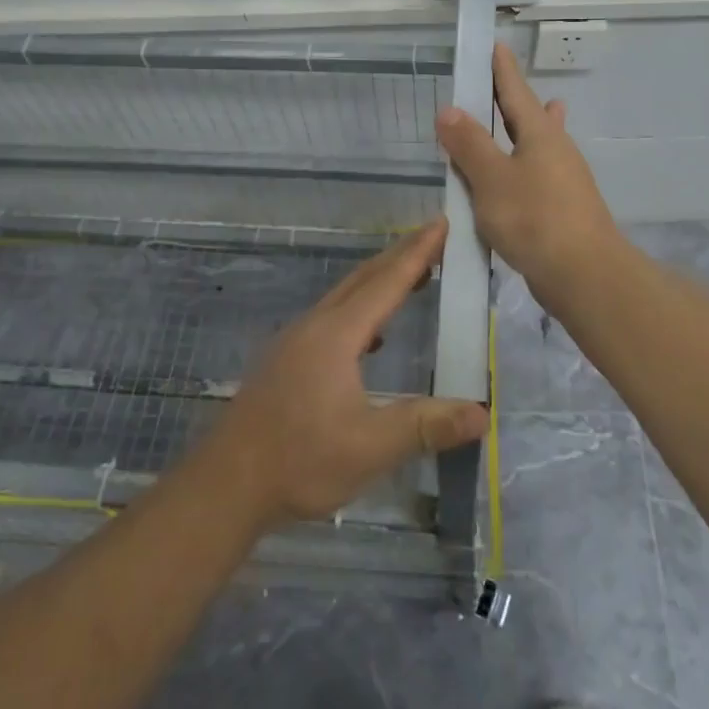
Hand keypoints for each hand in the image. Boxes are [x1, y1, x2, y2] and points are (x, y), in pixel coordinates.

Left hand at [206, 219, 488, 528]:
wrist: (225, 484)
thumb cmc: (299, 462)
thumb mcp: (370, 448)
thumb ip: (426, 426)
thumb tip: (482, 414)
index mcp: (336, 334)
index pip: (386, 282)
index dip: (417, 253)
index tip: (441, 223)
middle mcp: (314, 326)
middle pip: (363, 279)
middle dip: (400, 256)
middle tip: (433, 237)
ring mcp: (295, 341)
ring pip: (344, 296)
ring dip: (378, 280)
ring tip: (410, 277)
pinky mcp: (285, 360)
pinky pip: (332, 317)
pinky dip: (360, 309)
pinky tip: (371, 337)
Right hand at [436, 42, 622, 299]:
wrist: (585, 275)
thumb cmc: (535, 219)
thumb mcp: (492, 179)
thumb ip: (469, 144)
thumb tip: (448, 110)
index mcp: (539, 134)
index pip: (515, 90)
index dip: (502, 68)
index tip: (495, 45)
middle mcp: (556, 149)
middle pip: (530, 115)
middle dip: (511, 98)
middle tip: (494, 82)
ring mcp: (563, 179)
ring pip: (537, 145)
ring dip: (523, 130)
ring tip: (517, 117)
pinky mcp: (562, 207)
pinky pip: (535, 174)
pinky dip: (520, 165)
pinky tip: (514, 178)